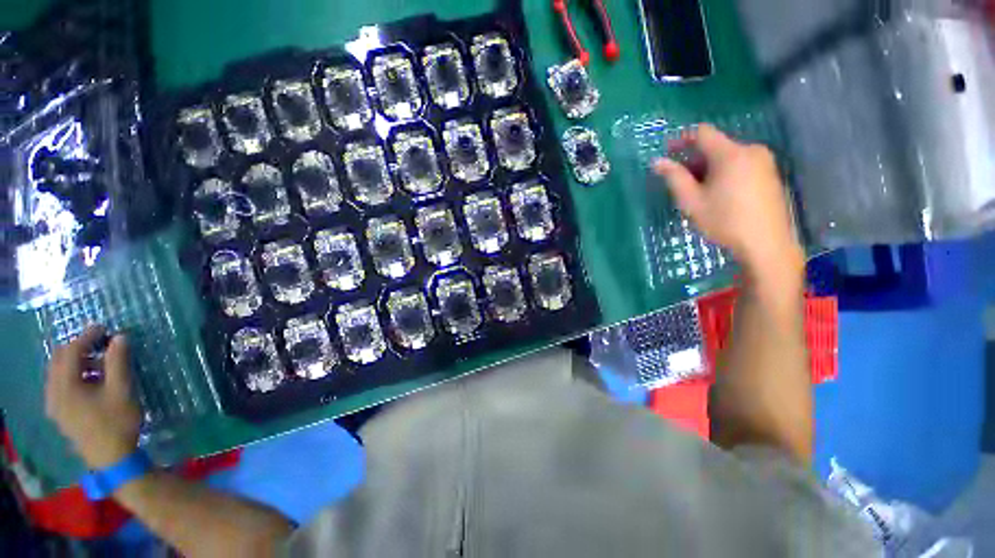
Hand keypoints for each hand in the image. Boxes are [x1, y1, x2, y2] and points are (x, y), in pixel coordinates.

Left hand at [45, 326, 141, 468]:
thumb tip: (120, 337)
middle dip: (79, 348)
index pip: (71, 352)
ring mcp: (54, 405)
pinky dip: (74, 375)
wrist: (111, 458)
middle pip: (59, 360)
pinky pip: (60, 385)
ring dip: (77, 362)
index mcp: (65, 386)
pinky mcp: (60, 413)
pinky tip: (91, 381)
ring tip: (100, 362)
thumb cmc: (116, 422)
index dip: (87, 337)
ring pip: (58, 373)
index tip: (105, 329)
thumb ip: (118, 362)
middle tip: (101, 343)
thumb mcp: (121, 390)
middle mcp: (53, 393)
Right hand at [652, 124, 802, 279]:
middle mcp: (751, 150)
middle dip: (695, 158)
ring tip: (698, 190)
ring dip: (709, 167)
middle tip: (680, 179)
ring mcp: (765, 162)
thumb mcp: (692, 201)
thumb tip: (657, 162)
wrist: (766, 244)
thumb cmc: (724, 221)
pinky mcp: (771, 174)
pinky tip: (719, 193)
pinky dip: (725, 172)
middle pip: (716, 145)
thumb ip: (674, 178)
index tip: (667, 151)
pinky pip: (742, 164)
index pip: (703, 133)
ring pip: (729, 156)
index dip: (682, 138)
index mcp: (731, 154)